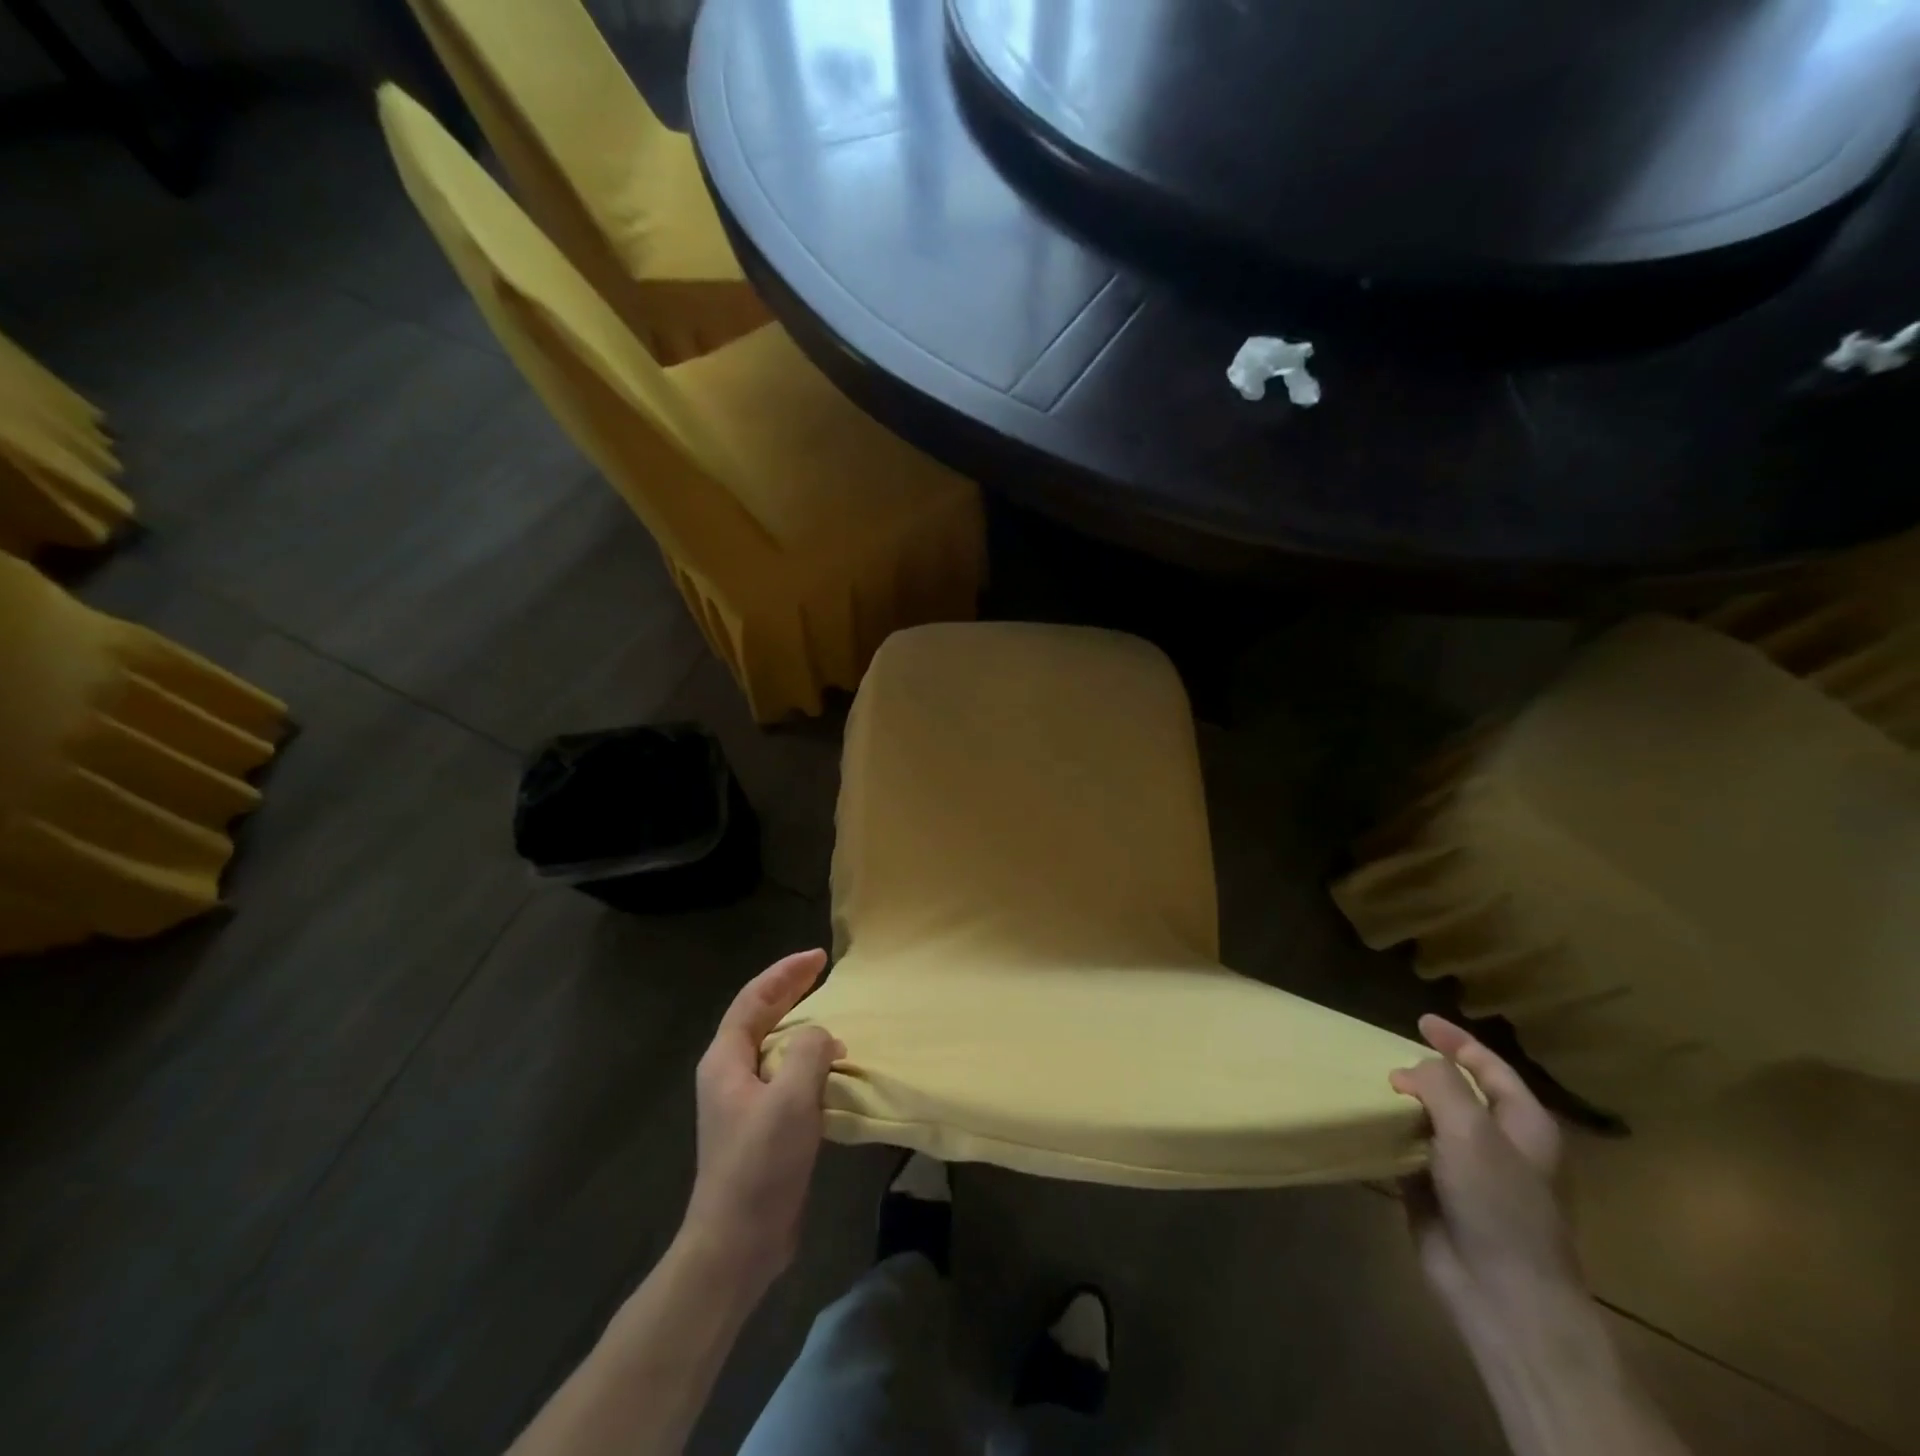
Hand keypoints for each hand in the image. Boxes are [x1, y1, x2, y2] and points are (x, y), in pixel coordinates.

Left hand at [681, 950, 844, 1295]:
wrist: (737, 1244)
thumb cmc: (759, 1165)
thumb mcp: (790, 1100)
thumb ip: (809, 1053)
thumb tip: (823, 1035)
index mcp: (726, 1060)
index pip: (754, 999)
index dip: (785, 973)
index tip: (819, 957)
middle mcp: (730, 1074)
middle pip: (760, 1017)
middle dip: (791, 990)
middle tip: (824, 970)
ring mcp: (744, 1102)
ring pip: (774, 1047)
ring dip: (801, 1026)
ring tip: (835, 1014)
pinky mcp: (761, 1126)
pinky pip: (786, 1076)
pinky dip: (808, 1060)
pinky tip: (833, 1067)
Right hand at [1390, 1016, 1580, 1339]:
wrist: (1501, 1294)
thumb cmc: (1498, 1204)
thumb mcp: (1472, 1130)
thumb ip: (1441, 1084)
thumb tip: (1410, 1069)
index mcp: (1524, 1125)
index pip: (1490, 1067)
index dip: (1457, 1041)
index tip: (1419, 1020)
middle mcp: (1499, 1144)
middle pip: (1461, 1092)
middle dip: (1426, 1072)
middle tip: (1387, 1056)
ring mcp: (1469, 1171)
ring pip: (1433, 1121)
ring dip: (1405, 1102)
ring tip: (1371, 1083)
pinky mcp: (1439, 1194)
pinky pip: (1412, 1151)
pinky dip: (1392, 1134)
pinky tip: (1367, 1123)